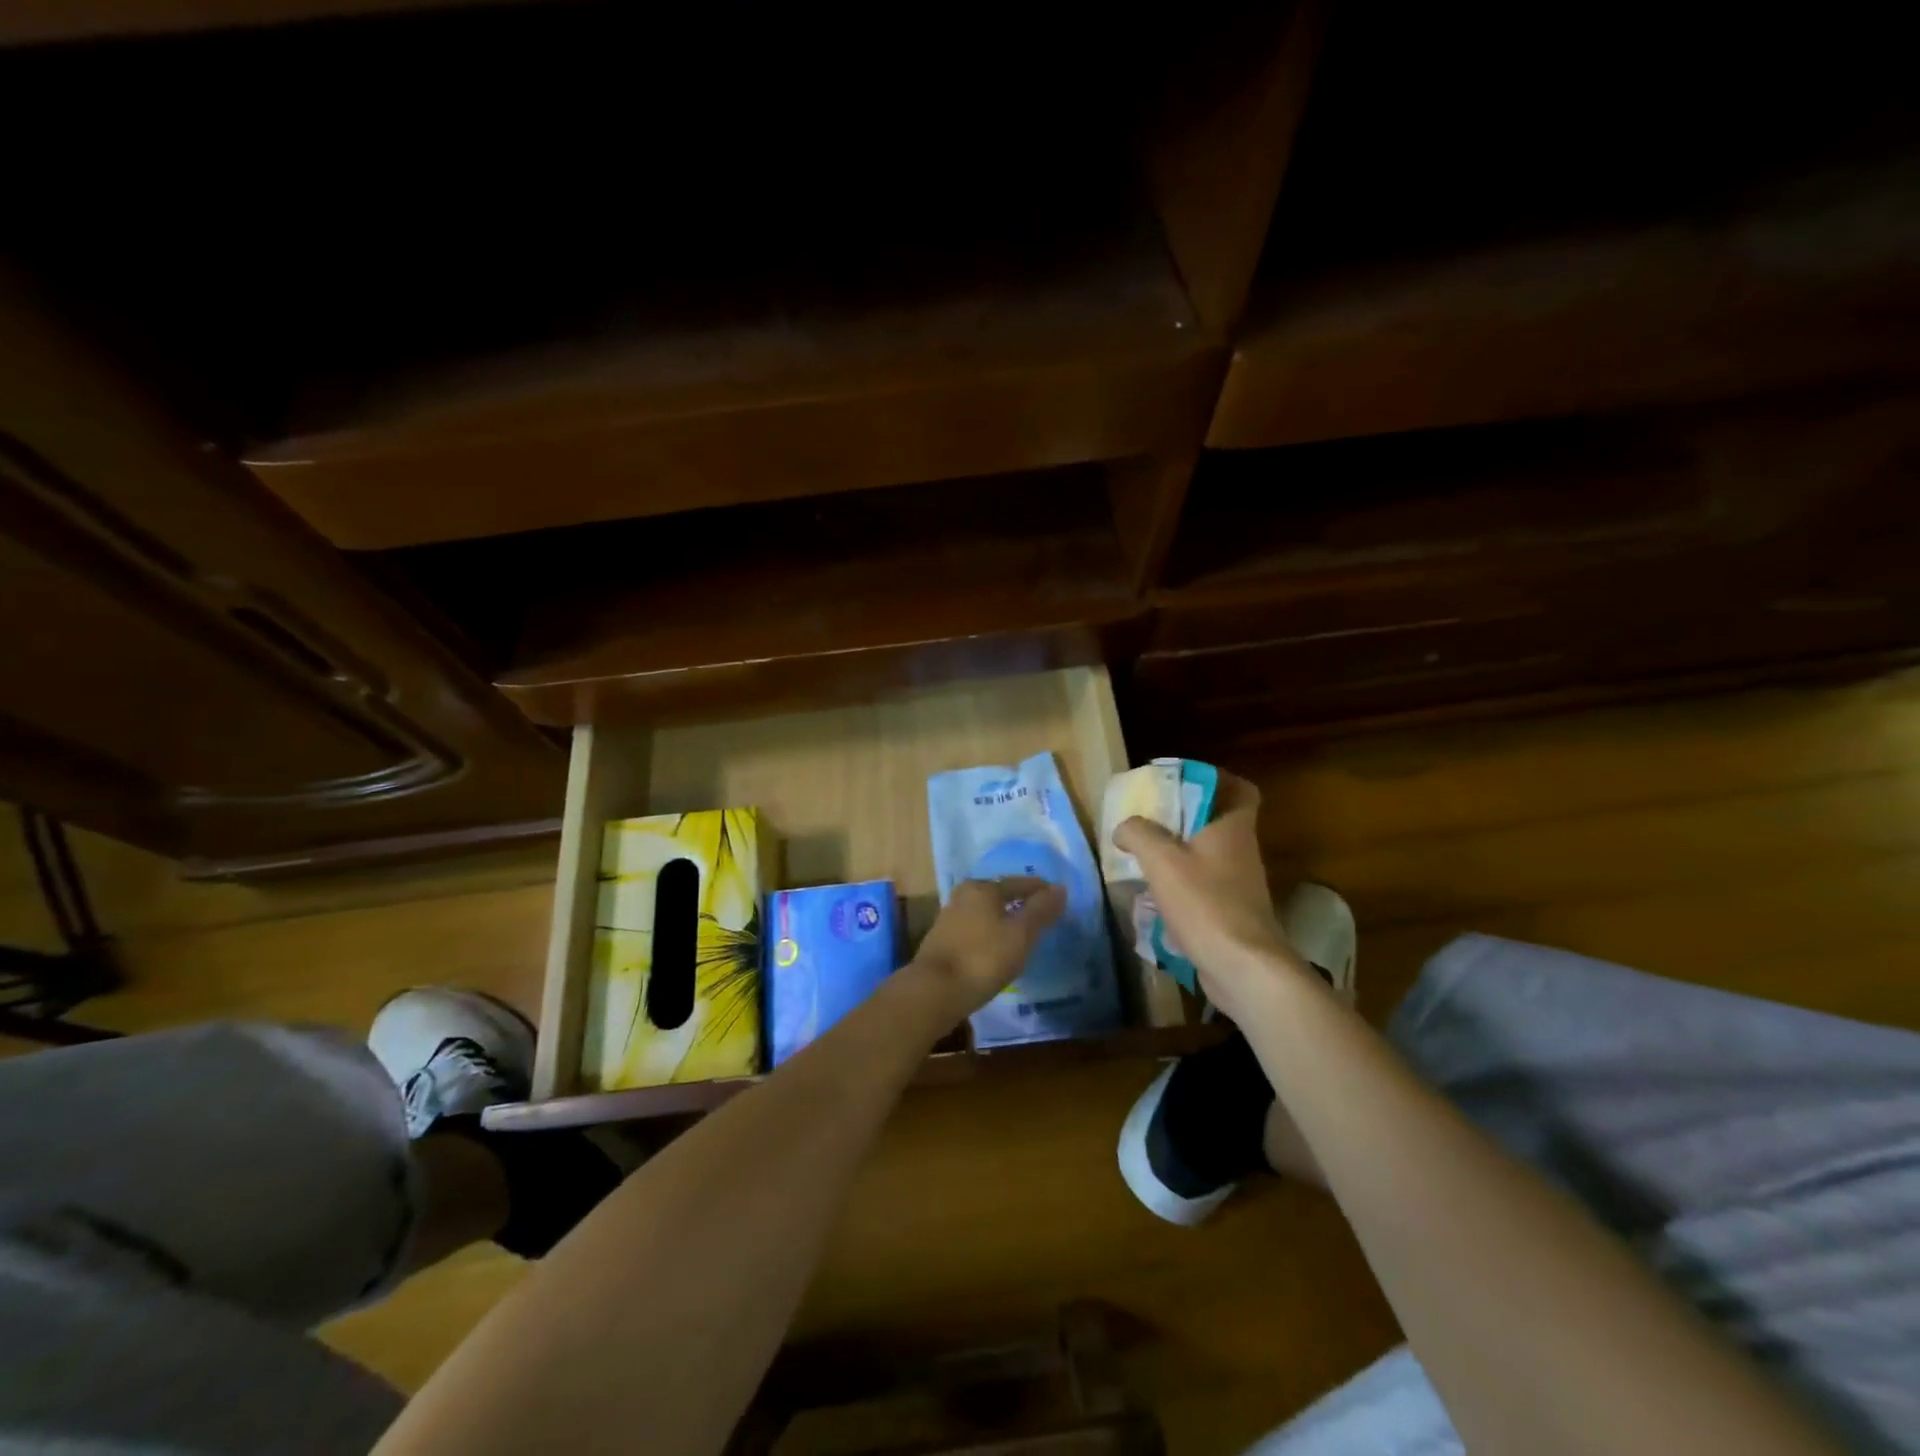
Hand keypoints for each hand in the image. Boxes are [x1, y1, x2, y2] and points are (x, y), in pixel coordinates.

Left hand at [911, 876, 1065, 1019]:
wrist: (935, 991)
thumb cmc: (983, 958)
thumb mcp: (1020, 934)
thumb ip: (1041, 910)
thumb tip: (1060, 888)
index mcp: (983, 888)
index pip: (1019, 883)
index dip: (1041, 891)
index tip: (1058, 899)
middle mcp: (963, 895)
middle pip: (999, 894)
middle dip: (1020, 903)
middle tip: (1041, 915)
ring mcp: (949, 918)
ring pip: (985, 912)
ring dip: (1003, 919)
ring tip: (1022, 933)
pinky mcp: (942, 940)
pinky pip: (975, 929)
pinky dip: (990, 933)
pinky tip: (997, 948)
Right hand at [1113, 773, 1309, 1020]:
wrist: (1242, 967)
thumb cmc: (1205, 903)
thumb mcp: (1161, 860)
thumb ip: (1138, 834)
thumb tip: (1124, 827)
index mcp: (1232, 827)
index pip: (1241, 789)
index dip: (1216, 780)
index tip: (1183, 782)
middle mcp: (1241, 851)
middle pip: (1216, 822)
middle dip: (1183, 817)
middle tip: (1149, 817)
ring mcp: (1239, 885)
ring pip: (1207, 856)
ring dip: (1178, 853)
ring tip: (1142, 855)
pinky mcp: (1232, 913)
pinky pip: (1204, 886)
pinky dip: (1180, 885)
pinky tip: (1152, 895)